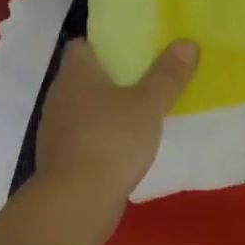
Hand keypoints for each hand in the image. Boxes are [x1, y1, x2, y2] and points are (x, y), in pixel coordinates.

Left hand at [34, 39, 198, 215]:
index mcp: (76, 74)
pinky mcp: (62, 157)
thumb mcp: (148, 105)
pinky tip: (126, 144)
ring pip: (85, 107)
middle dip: (113, 76)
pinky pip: (85, 135)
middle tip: (148, 76)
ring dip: (108, 108)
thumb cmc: (111, 141)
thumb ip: (168, 75)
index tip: (133, 47)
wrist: (76, 202)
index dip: (105, 43)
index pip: (82, 45)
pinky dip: (103, 135)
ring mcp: (57, 129)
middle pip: (85, 75)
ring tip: (141, 110)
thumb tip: (187, 42)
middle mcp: (60, 95)